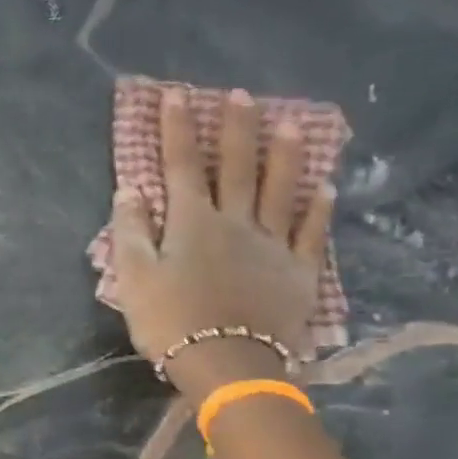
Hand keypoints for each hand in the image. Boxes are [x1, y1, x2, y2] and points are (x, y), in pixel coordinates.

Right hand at [110, 88, 334, 400]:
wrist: (227, 364)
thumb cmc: (170, 320)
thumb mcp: (134, 277)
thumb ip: (132, 230)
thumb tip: (131, 189)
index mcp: (191, 223)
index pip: (181, 166)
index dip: (178, 129)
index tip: (176, 94)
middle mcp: (235, 222)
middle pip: (236, 167)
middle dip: (235, 129)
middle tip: (241, 94)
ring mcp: (272, 244)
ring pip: (281, 189)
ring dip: (285, 154)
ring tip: (292, 121)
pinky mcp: (298, 270)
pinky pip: (311, 231)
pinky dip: (319, 207)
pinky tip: (326, 187)